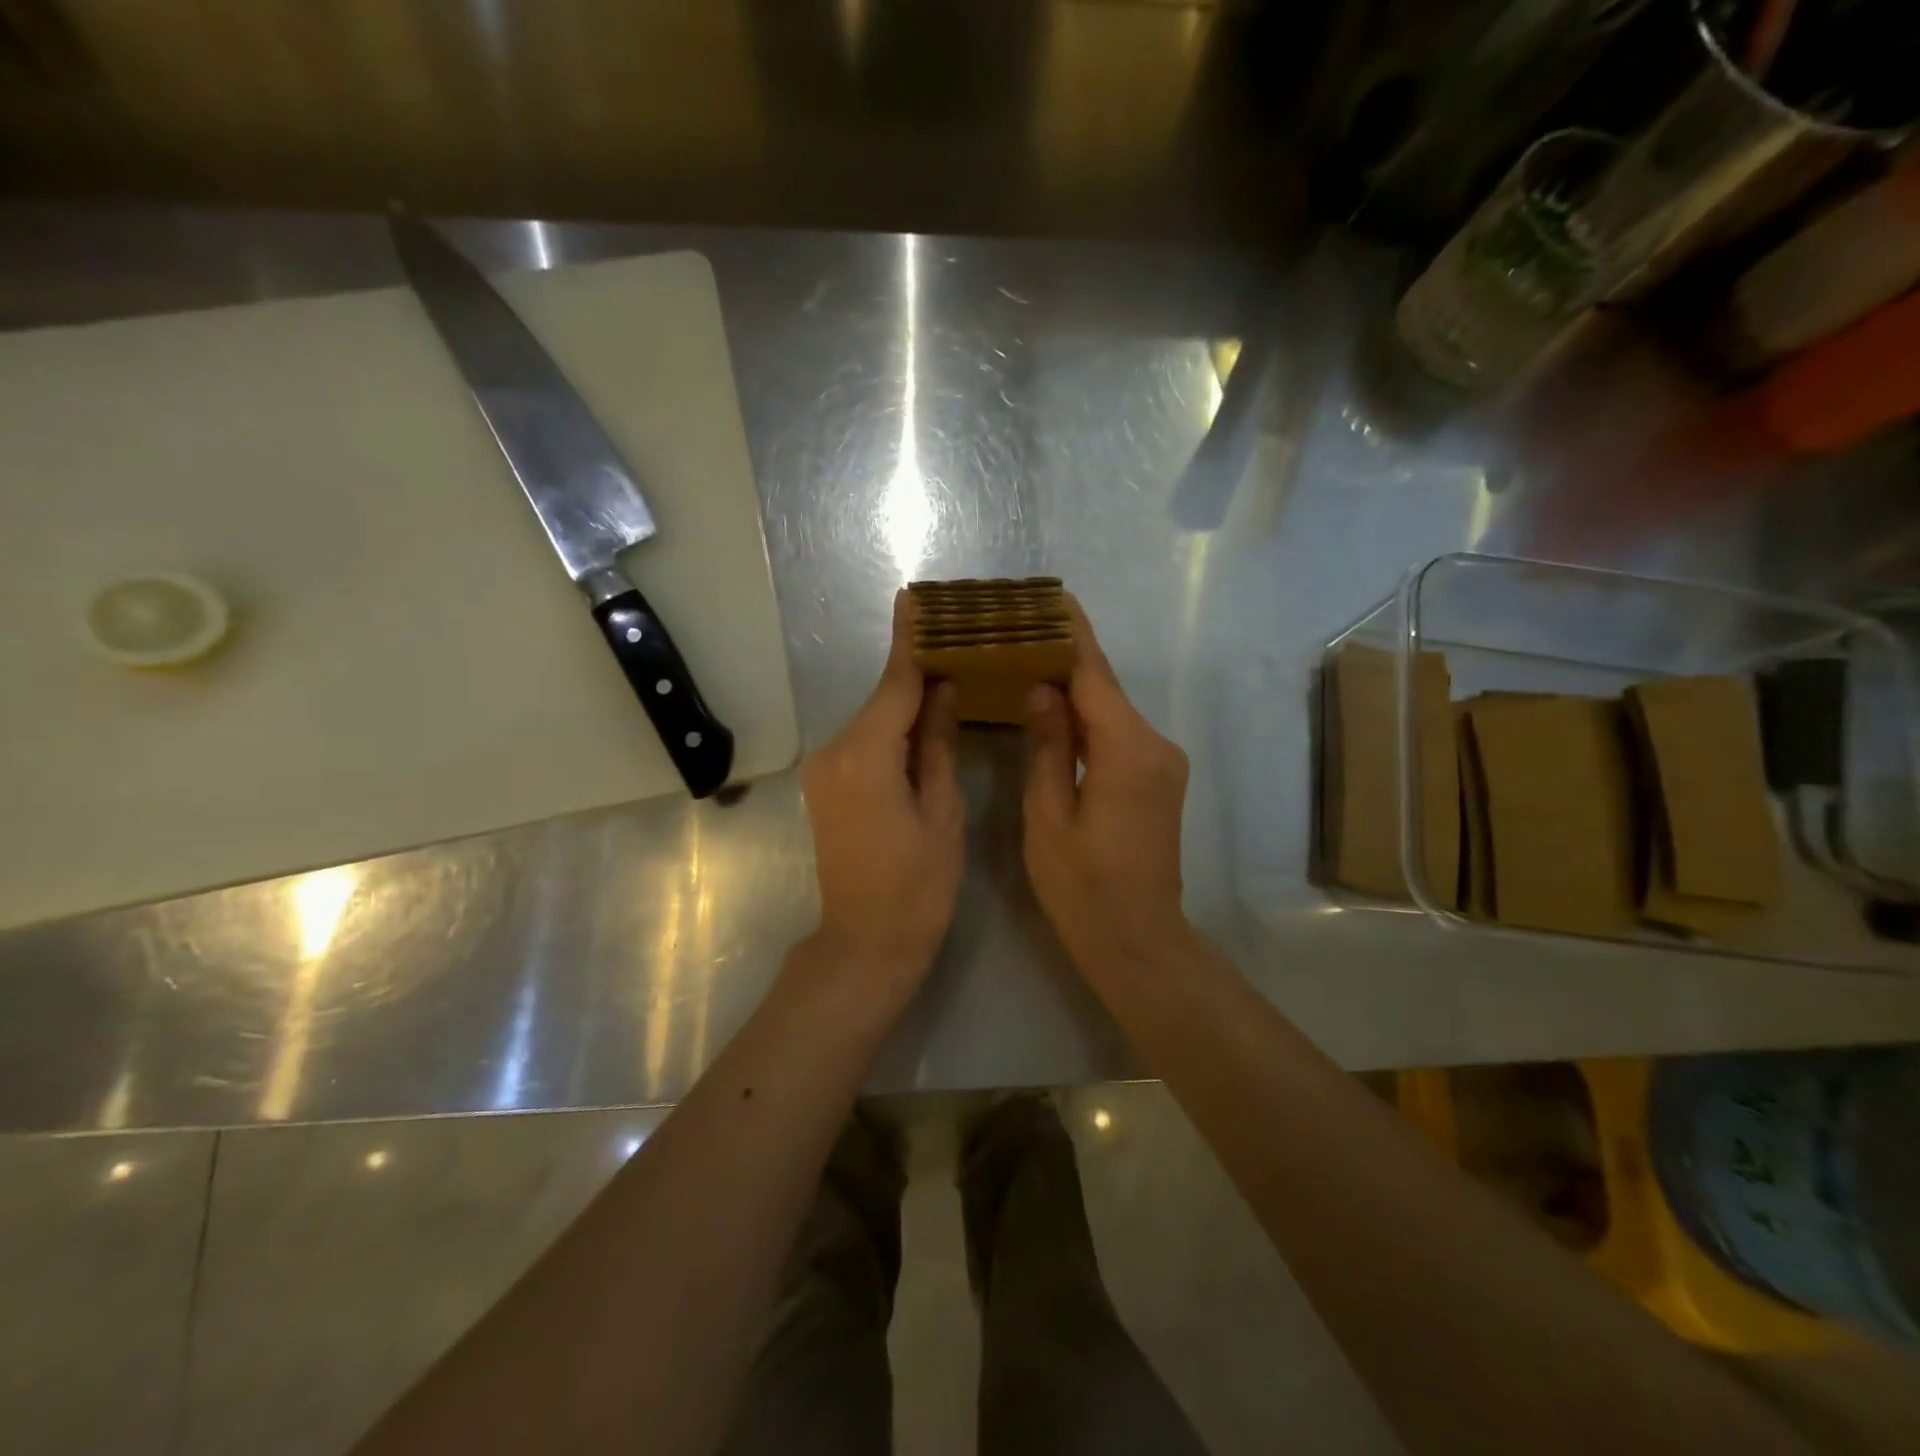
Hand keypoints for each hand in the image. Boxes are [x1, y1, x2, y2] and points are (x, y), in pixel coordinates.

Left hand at [800, 591, 963, 986]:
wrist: (865, 944)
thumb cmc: (918, 886)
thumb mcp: (942, 811)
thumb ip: (938, 743)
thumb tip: (944, 688)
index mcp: (866, 756)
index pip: (894, 684)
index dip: (909, 641)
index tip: (913, 597)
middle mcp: (834, 752)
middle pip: (883, 700)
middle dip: (917, 674)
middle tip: (957, 644)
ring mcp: (824, 770)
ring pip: (874, 722)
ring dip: (907, 705)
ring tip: (950, 682)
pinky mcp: (825, 786)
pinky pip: (864, 744)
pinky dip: (892, 731)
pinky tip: (923, 725)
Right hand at [1023, 598, 1191, 971]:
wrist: (1138, 941)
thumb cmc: (1083, 886)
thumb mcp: (1048, 816)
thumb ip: (1047, 745)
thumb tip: (1042, 689)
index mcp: (1127, 749)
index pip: (1094, 674)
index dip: (1071, 633)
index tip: (1050, 597)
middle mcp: (1154, 745)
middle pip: (1104, 688)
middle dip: (1064, 659)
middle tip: (1018, 634)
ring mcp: (1162, 763)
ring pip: (1111, 712)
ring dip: (1074, 691)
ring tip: (1027, 665)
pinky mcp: (1158, 780)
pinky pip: (1118, 735)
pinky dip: (1087, 721)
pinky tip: (1054, 714)